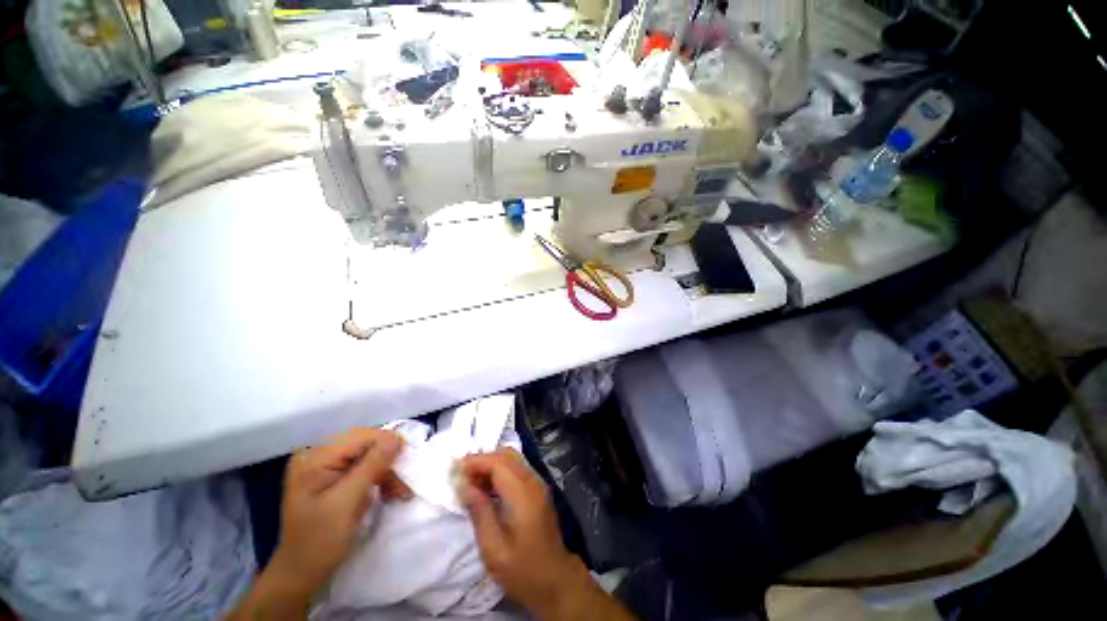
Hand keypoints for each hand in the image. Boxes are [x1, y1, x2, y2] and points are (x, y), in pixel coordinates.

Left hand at [272, 428, 410, 592]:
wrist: (301, 573)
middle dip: (388, 462)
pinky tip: (388, 492)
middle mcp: (318, 453)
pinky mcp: (333, 474)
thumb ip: (372, 466)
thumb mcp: (347, 503)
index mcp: (314, 458)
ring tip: (400, 493)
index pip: (360, 436)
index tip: (407, 464)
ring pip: (370, 454)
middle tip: (404, 485)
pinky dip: (380, 477)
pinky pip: (365, 465)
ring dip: (387, 471)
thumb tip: (397, 437)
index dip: (387, 445)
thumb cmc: (319, 541)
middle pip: (366, 444)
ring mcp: (325, 464)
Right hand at [457, 450, 591, 617]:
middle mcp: (533, 482)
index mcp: (523, 495)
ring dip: (491, 464)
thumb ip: (479, 512)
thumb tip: (464, 485)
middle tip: (462, 476)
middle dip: (483, 460)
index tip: (455, 469)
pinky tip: (487, 487)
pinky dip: (501, 471)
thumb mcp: (494, 549)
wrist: (555, 580)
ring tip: (471, 482)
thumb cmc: (522, 569)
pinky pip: (518, 469)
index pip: (498, 463)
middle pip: (507, 456)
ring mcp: (538, 485)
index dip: (476, 461)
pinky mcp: (538, 490)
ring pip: (513, 460)